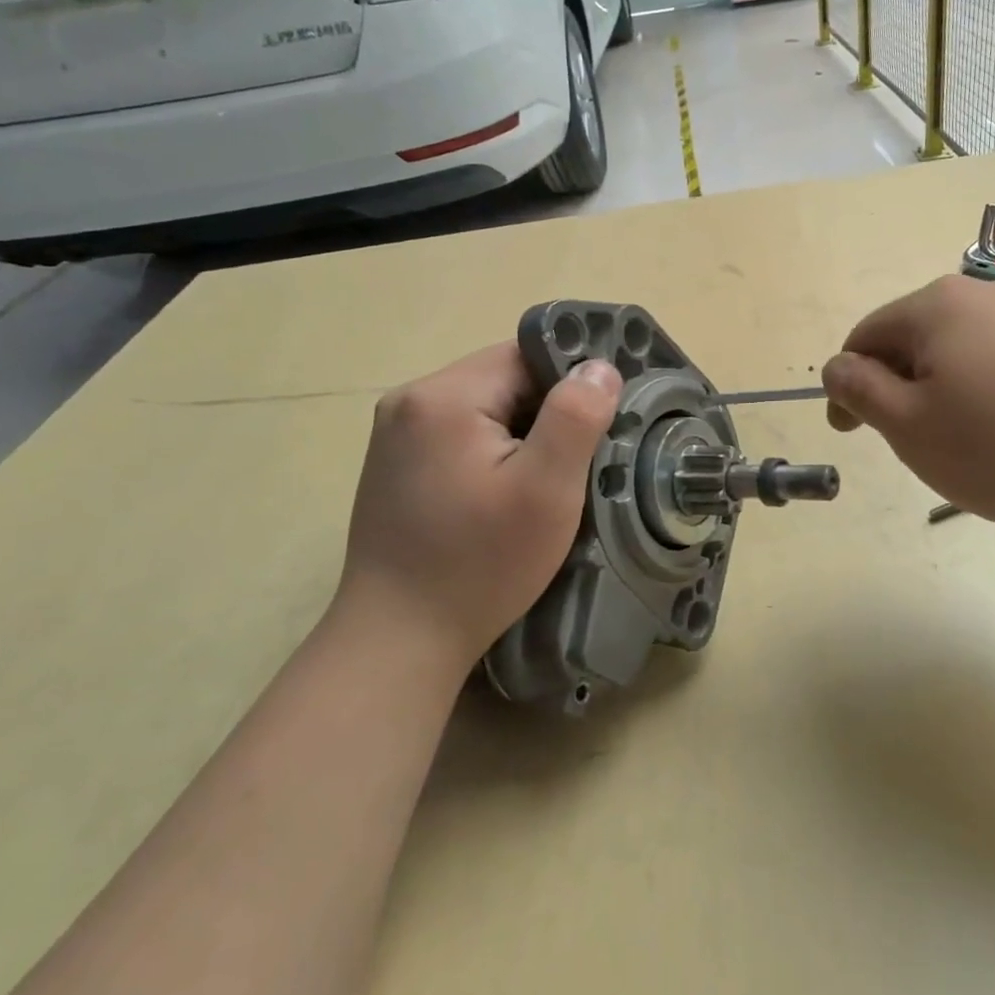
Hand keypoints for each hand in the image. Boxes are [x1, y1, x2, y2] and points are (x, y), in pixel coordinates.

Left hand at [336, 344, 622, 672]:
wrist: (400, 638)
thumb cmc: (480, 564)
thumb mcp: (546, 490)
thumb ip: (576, 417)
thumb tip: (599, 367)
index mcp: (444, 395)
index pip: (526, 356)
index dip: (570, 386)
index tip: (598, 428)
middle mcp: (410, 400)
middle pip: (503, 380)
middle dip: (545, 414)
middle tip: (574, 466)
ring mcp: (396, 433)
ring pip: (484, 408)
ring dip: (521, 435)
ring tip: (542, 483)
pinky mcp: (394, 463)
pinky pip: (460, 435)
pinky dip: (492, 453)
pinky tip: (502, 495)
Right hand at [821, 275, 994, 529]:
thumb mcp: (910, 426)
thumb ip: (860, 391)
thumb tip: (837, 367)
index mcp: (934, 305)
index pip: (865, 337)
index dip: (847, 386)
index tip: (851, 432)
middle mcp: (982, 295)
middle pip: (913, 339)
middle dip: (899, 388)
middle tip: (912, 443)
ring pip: (959, 352)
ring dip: (943, 393)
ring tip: (965, 443)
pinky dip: (988, 394)